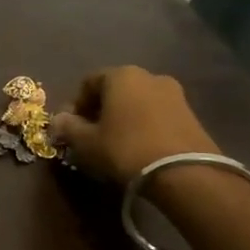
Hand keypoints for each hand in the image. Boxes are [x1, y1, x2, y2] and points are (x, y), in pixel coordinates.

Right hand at [49, 66, 219, 184]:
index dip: (75, 105)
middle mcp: (149, 76)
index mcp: (121, 75)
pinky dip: (143, 125)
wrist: (185, 173)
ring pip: (136, 102)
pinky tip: (138, 147)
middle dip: (99, 110)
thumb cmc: (126, 149)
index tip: (70, 128)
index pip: (88, 83)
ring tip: (115, 143)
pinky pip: (156, 114)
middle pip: (114, 90)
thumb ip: (68, 127)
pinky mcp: (191, 114)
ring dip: (122, 118)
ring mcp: (174, 94)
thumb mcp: (86, 141)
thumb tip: (58, 120)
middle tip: (91, 135)